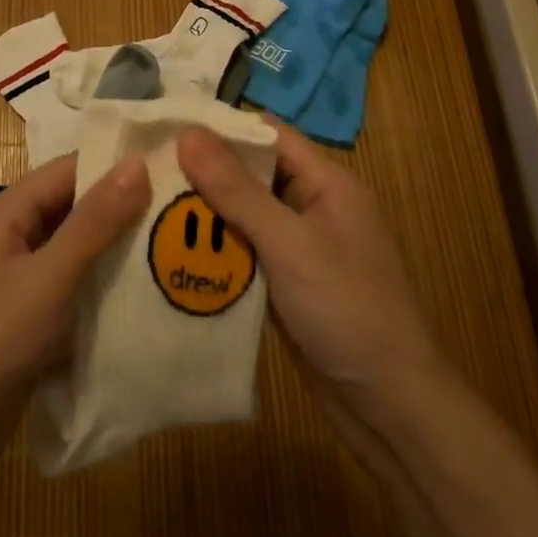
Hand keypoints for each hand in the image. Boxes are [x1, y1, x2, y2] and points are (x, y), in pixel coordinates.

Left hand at [0, 155, 151, 501]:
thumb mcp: (48, 280)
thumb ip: (93, 222)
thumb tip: (136, 162)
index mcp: (2, 216)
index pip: (66, 171)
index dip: (114, 165)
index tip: (170, 166)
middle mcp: (5, 241)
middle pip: (69, 211)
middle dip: (120, 211)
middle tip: (183, 210)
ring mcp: (11, 285)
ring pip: (70, 254)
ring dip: (113, 254)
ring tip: (174, 249)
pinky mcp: (20, 324)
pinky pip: (66, 293)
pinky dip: (97, 292)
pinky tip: (141, 300)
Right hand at [177, 123, 439, 450]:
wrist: (392, 409)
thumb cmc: (347, 311)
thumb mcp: (289, 244)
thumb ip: (237, 190)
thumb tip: (188, 134)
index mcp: (327, 183)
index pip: (267, 134)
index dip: (220, 127)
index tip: (166, 127)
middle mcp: (314, 207)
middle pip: (252, 174)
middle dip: (204, 171)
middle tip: (145, 168)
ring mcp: (300, 248)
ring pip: (244, 215)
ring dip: (205, 213)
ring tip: (146, 203)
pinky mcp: (287, 284)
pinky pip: (245, 252)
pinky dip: (216, 250)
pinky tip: (173, 251)